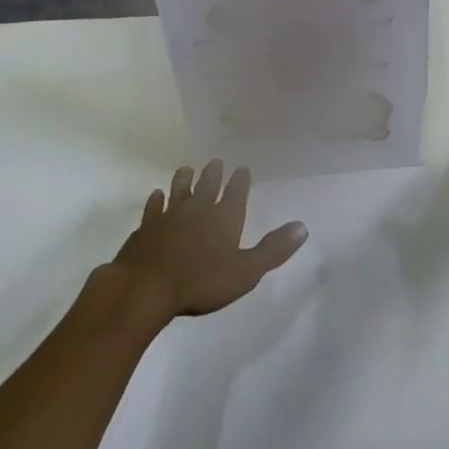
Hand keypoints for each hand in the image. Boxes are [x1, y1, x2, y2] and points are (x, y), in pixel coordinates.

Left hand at [113, 160, 307, 321]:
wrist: (146, 287)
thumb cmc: (201, 281)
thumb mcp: (246, 272)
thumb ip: (273, 249)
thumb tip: (303, 226)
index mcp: (224, 216)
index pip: (236, 191)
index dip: (240, 180)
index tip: (242, 169)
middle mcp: (198, 208)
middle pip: (207, 185)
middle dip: (213, 173)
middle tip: (215, 161)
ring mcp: (169, 215)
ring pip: (179, 190)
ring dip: (184, 179)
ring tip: (186, 169)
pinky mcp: (146, 227)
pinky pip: (153, 207)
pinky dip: (156, 200)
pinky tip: (156, 195)